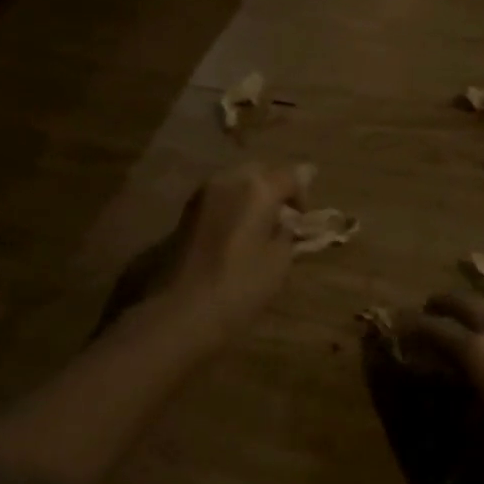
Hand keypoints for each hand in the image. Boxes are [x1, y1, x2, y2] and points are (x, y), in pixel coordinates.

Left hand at [161, 161, 310, 343]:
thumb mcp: (279, 261)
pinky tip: (236, 235)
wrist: (178, 312)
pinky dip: (233, 208)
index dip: (303, 194)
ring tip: (260, 229)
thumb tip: (289, 218)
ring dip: (252, 197)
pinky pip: (219, 198)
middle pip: (261, 171)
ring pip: (236, 182)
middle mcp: (227, 179)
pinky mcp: (185, 212)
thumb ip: (288, 230)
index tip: (304, 220)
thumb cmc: (239, 287)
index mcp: (257, 188)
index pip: (292, 175)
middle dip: (276, 188)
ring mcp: (202, 194)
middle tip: (284, 220)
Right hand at [397, 293, 483, 483]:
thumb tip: (434, 382)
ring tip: (455, 319)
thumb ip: (450, 400)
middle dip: (442, 305)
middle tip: (425, 312)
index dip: (411, 327)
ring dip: (470, 308)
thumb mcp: (473, 434)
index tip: (394, 327)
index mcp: (478, 351)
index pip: (434, 329)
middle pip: (465, 304)